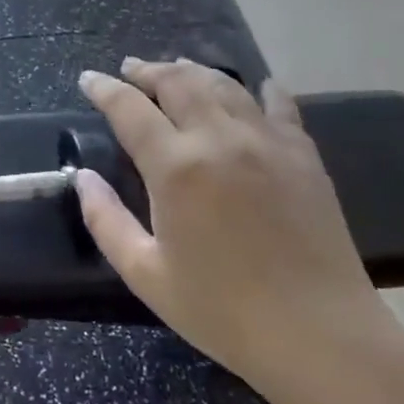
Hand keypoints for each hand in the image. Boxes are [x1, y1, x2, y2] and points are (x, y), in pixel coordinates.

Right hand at [76, 58, 390, 389]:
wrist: (319, 335)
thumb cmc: (222, 311)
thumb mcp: (145, 274)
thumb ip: (105, 219)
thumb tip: (83, 176)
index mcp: (176, 167)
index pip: (129, 108)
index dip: (104, 88)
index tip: (88, 79)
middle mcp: (219, 139)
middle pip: (177, 82)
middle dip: (147, 70)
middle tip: (130, 70)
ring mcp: (267, 142)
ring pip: (223, 85)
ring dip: (193, 71)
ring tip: (176, 68)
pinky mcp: (303, 154)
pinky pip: (279, 105)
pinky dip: (261, 90)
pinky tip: (256, 86)